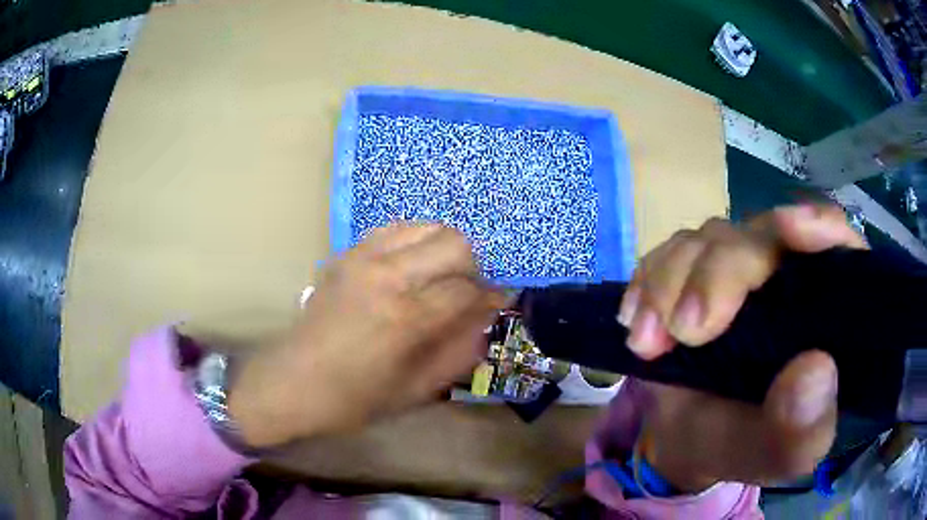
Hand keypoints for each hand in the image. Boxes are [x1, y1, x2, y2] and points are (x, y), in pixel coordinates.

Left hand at [228, 223, 503, 447]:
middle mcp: (388, 275)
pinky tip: (412, 268)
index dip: (491, 297)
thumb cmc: (354, 398)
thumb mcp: (416, 390)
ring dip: (445, 250)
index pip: (468, 290)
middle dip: (473, 268)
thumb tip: (487, 318)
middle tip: (467, 293)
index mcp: (406, 317)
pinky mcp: (347, 253)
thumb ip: (459, 352)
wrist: (292, 381)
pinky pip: (395, 229)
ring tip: (441, 278)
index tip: (496, 304)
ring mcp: (364, 257)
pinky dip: (416, 242)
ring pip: (427, 227)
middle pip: (455, 243)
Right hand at [618, 204, 866, 491]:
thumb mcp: (779, 454)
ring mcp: (739, 270)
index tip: (789, 230)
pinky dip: (649, 280)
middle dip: (720, 273)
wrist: (686, 443)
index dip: (820, 226)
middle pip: (762, 236)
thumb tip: (816, 369)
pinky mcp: (695, 273)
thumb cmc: (745, 447)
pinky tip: (635, 321)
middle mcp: (788, 277)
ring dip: (671, 282)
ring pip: (711, 239)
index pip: (838, 248)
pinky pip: (671, 252)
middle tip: (686, 330)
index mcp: (826, 314)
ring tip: (647, 343)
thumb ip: (803, 428)